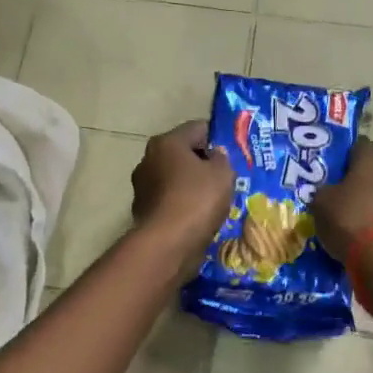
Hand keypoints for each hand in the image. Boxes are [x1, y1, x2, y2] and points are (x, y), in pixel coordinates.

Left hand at [130, 121, 236, 277]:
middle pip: (181, 153)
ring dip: (190, 185)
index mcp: (166, 142)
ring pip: (173, 178)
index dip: (216, 138)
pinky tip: (196, 217)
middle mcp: (148, 159)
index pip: (196, 128)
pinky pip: (168, 200)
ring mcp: (142, 187)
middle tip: (223, 177)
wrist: (168, 243)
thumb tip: (214, 155)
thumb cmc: (197, 199)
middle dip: (201, 162)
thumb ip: (222, 158)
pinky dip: (181, 205)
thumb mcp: (223, 173)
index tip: (230, 153)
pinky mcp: (143, 211)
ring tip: (212, 200)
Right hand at [311, 139, 372, 263]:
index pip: (357, 145)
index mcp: (370, 159)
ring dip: (366, 198)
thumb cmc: (347, 217)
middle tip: (335, 190)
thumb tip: (327, 191)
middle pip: (370, 169)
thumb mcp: (321, 201)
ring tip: (346, 213)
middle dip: (354, 178)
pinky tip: (360, 229)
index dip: (342, 154)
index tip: (330, 167)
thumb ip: (323, 190)